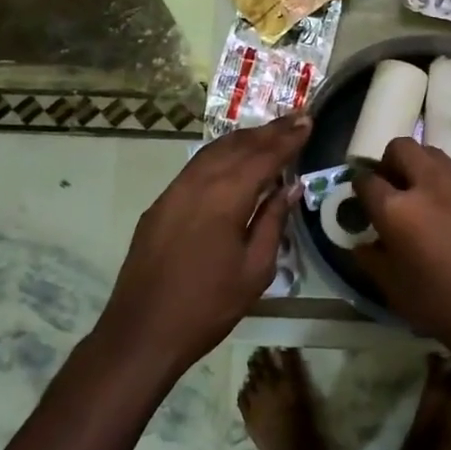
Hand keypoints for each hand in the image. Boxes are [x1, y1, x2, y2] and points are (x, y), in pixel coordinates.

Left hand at [94, 115, 310, 378]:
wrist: (142, 331)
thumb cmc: (208, 306)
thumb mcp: (255, 270)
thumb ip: (273, 222)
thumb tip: (290, 187)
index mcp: (225, 197)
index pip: (264, 157)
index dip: (287, 138)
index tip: (308, 120)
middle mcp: (197, 183)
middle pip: (238, 146)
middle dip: (269, 131)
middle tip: (296, 117)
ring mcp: (174, 191)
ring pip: (214, 151)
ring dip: (244, 138)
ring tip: (270, 131)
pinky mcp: (160, 204)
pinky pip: (196, 166)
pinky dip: (220, 154)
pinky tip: (232, 157)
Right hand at [354, 138, 450, 355]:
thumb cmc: (441, 305)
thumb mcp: (392, 289)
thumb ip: (371, 259)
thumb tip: (361, 243)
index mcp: (396, 208)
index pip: (366, 180)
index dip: (359, 187)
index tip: (362, 199)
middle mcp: (428, 184)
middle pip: (401, 147)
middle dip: (390, 162)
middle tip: (392, 187)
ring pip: (433, 154)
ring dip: (420, 166)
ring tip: (422, 195)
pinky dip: (448, 184)